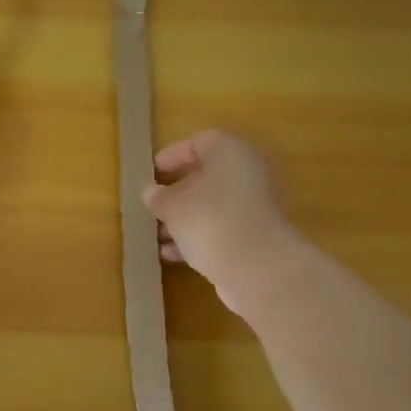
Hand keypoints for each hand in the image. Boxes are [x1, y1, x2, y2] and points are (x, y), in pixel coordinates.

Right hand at [143, 130, 296, 314]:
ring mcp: (256, 206)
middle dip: (176, 193)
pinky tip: (172, 254)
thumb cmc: (210, 220)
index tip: (151, 173)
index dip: (172, 155)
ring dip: (184, 219)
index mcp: (230, 152)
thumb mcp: (172, 205)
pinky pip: (222, 228)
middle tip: (153, 204)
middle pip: (206, 176)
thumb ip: (158, 196)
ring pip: (213, 205)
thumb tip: (152, 193)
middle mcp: (248, 172)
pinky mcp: (257, 236)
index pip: (198, 142)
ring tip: (157, 235)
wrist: (258, 268)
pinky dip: (198, 237)